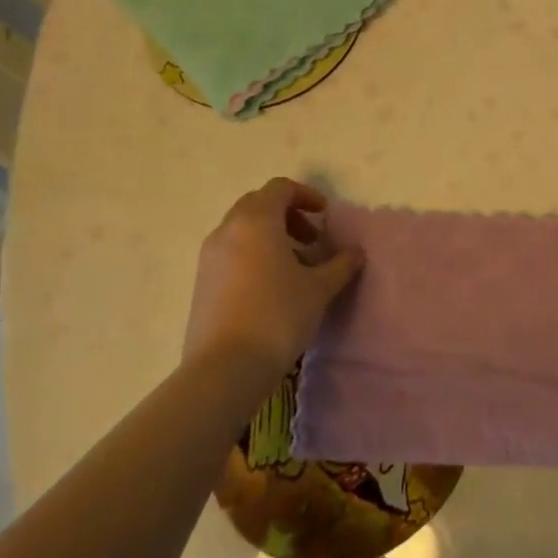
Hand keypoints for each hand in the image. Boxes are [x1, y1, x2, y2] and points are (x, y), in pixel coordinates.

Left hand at [184, 178, 363, 370]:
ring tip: (294, 266)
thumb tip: (356, 252)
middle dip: (287, 215)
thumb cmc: (278, 315)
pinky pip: (230, 253)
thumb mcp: (319, 288)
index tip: (325, 216)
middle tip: (311, 239)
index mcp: (256, 221)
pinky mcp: (201, 283)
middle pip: (258, 205)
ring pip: (242, 230)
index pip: (280, 188)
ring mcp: (209, 257)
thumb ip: (341, 264)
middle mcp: (227, 230)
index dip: (306, 195)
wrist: (225, 368)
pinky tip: (271, 287)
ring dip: (270, 236)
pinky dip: (252, 255)